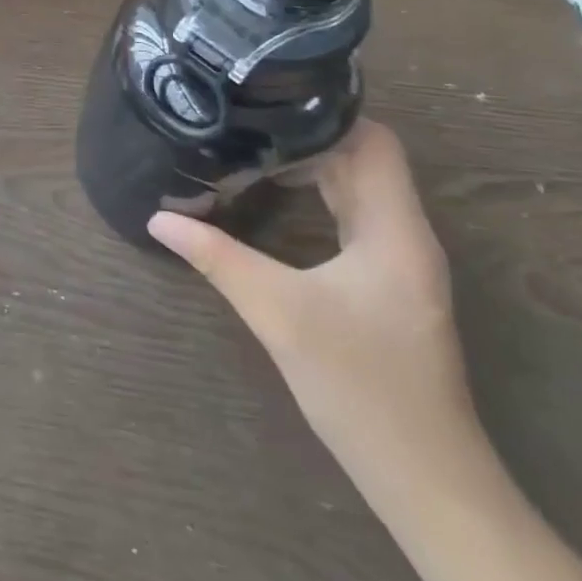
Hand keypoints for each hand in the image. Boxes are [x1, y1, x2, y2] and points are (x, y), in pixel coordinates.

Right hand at [149, 120, 472, 476]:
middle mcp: (405, 235)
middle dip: (306, 138)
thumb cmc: (359, 385)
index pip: (375, 142)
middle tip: (244, 123)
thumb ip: (218, 258)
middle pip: (363, 160)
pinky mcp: (387, 284)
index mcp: (395, 229)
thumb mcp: (278, 313)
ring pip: (358, 189)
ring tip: (250, 150)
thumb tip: (159, 219)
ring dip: (312, 168)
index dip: (326, 116)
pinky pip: (353, 218)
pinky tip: (277, 201)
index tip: (268, 105)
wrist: (422, 475)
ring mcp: (399, 261)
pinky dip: (318, 199)